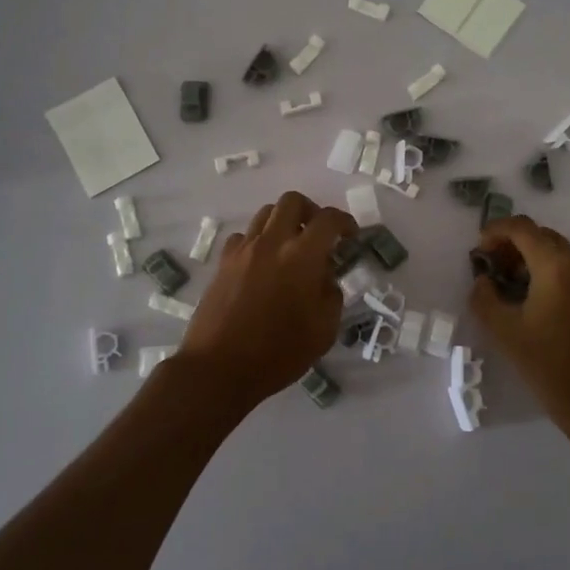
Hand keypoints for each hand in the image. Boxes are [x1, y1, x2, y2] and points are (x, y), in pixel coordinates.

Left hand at [179, 191, 354, 407]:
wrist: (219, 368)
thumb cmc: (278, 353)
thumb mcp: (324, 330)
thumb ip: (331, 295)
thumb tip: (325, 277)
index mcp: (302, 256)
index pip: (329, 219)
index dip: (345, 222)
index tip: (351, 236)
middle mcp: (272, 242)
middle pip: (292, 201)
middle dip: (311, 211)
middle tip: (319, 234)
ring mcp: (243, 250)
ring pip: (266, 214)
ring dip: (284, 222)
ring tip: (291, 247)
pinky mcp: (223, 263)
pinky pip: (244, 236)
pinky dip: (259, 241)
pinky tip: (263, 264)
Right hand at [469, 216, 569, 423]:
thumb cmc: (550, 366)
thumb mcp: (505, 332)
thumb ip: (484, 298)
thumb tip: (483, 280)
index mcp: (556, 265)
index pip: (522, 227)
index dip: (495, 231)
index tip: (479, 251)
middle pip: (542, 236)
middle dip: (513, 245)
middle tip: (492, 270)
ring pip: (559, 252)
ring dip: (532, 259)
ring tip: (512, 287)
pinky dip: (551, 273)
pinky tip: (537, 301)